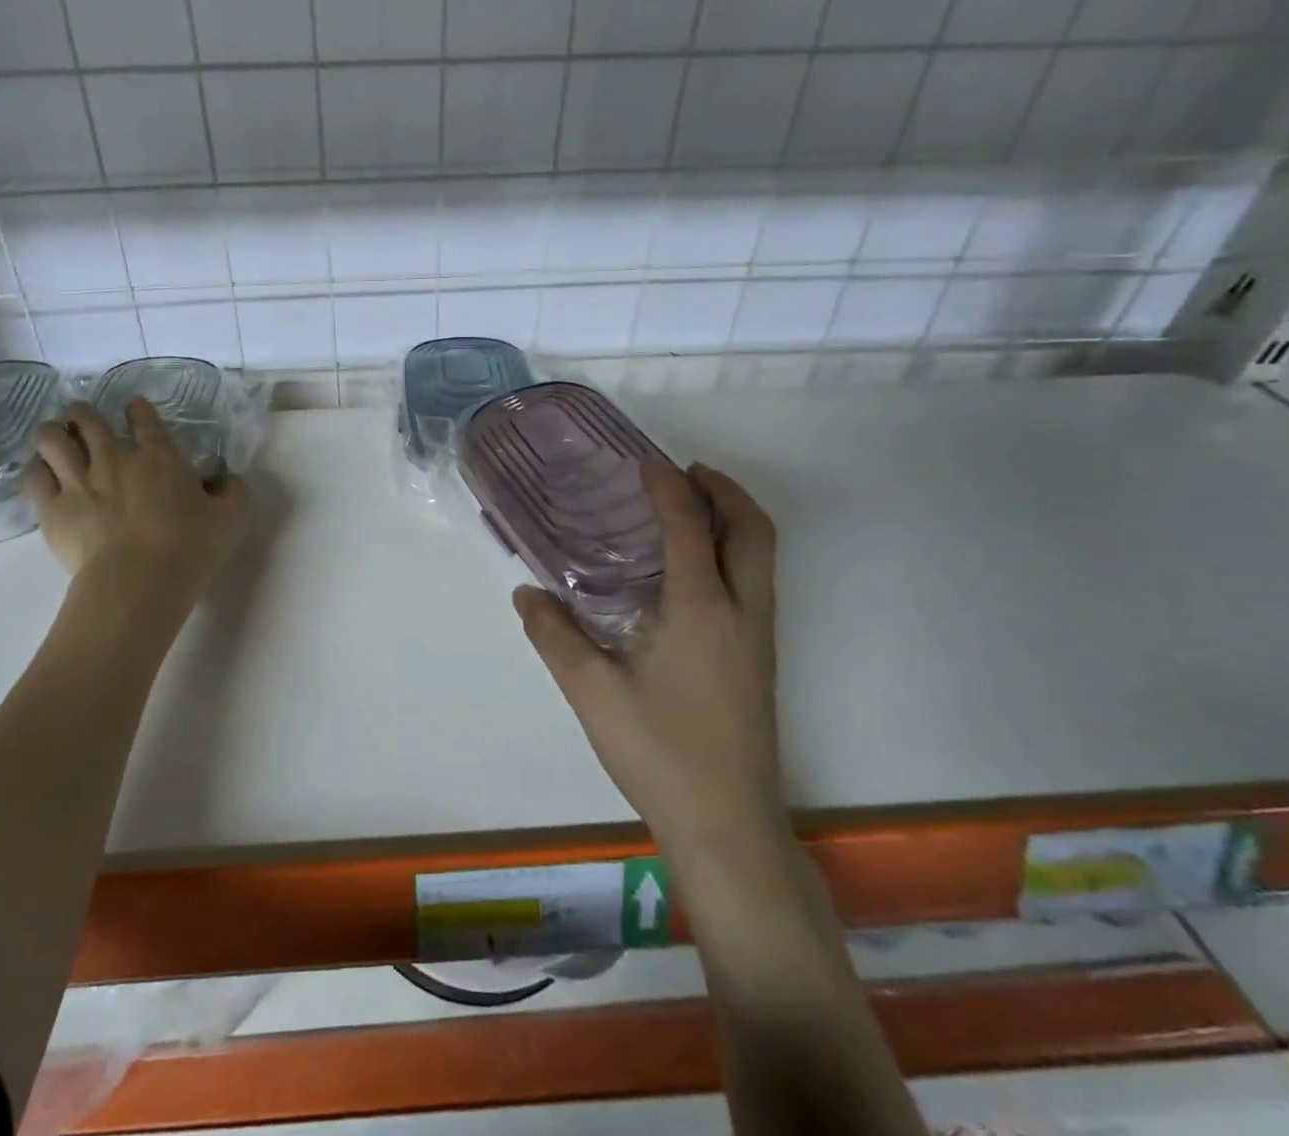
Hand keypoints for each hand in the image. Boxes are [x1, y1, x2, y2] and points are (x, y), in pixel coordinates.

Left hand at [24, 399, 248, 591]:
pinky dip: (37, 468)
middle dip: (82, 412)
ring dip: (53, 432)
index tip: (135, 407)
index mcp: (158, 456)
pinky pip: (33, 475)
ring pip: (51, 438)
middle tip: (84, 419)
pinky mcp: (52, 509)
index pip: (143, 418)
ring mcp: (78, 481)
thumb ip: (232, 491)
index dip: (138, 408)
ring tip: (56, 437)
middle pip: (86, 419)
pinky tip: (42, 472)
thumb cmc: (190, 547)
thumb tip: (225, 478)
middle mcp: (113, 458)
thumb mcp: (232, 517)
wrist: (140, 581)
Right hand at [513, 459, 784, 856]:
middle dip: (724, 489)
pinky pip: (757, 580)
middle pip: (753, 529)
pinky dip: (734, 549)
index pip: (690, 527)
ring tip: (690, 506)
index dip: (669, 486)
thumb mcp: (593, 693)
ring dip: (734, 517)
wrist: (728, 826)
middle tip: (683, 472)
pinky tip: (692, 569)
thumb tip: (526, 592)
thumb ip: (555, 636)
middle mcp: (742, 613)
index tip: (644, 462)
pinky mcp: (760, 659)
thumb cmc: (661, 753)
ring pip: (763, 555)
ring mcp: (758, 637)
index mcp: (702, 610)